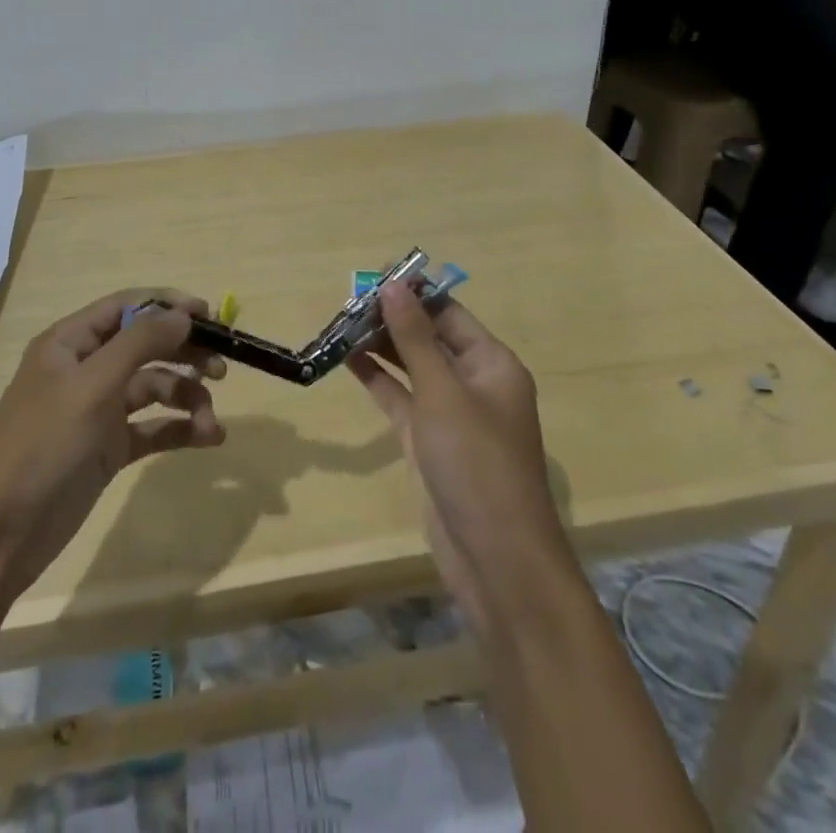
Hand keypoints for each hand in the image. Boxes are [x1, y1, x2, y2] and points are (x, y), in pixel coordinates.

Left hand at [0, 289, 227, 597]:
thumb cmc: (42, 446)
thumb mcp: (92, 386)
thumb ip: (140, 343)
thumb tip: (183, 313)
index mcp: (70, 342)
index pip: (127, 306)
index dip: (168, 306)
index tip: (210, 316)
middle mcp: (85, 369)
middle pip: (146, 345)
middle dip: (185, 352)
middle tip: (222, 367)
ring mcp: (97, 410)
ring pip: (154, 388)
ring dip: (187, 398)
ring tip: (211, 421)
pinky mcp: (108, 448)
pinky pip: (152, 427)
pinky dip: (180, 429)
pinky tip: (208, 439)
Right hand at [349, 284, 570, 638]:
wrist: (496, 559)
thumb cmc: (476, 463)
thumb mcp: (443, 392)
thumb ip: (414, 338)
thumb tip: (392, 285)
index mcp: (492, 363)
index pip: (448, 313)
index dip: (413, 292)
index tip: (372, 276)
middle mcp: (474, 383)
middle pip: (429, 338)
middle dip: (391, 319)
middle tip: (345, 301)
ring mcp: (451, 415)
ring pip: (411, 368)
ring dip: (380, 347)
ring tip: (338, 324)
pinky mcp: (429, 443)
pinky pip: (401, 399)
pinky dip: (377, 380)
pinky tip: (347, 360)